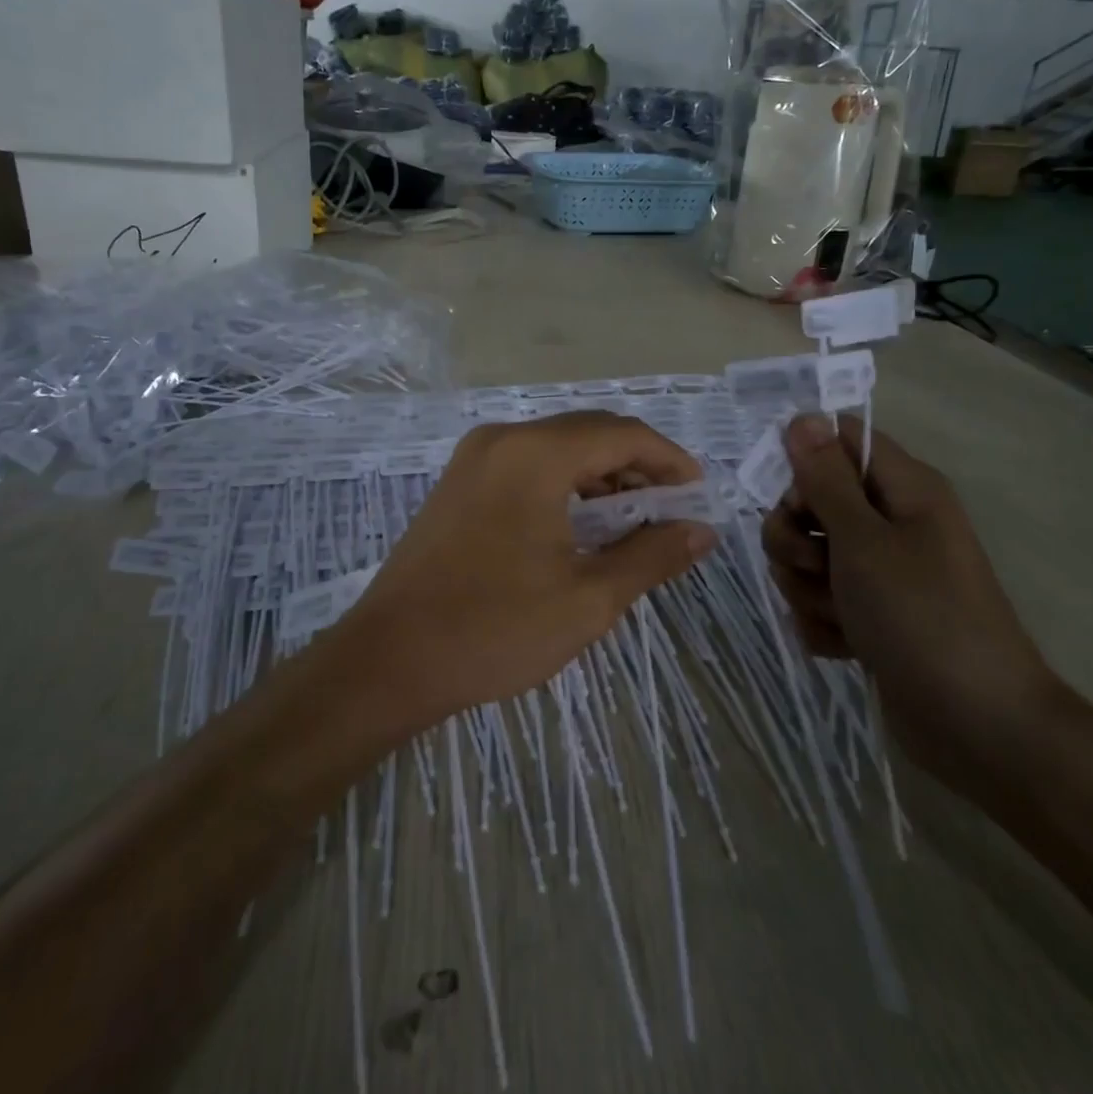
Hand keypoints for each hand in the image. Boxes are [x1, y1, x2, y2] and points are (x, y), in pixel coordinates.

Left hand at [328, 413, 717, 732]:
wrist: (391, 659)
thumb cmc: (495, 629)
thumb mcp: (588, 598)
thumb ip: (652, 556)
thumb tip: (702, 531)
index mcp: (535, 454)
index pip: (622, 434)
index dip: (669, 461)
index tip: (698, 497)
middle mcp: (502, 439)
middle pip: (589, 434)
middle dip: (637, 467)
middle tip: (671, 514)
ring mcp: (474, 459)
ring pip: (557, 449)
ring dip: (601, 477)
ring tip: (633, 524)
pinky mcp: (458, 484)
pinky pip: (527, 466)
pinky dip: (564, 486)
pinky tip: (582, 526)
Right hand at [761, 414, 1063, 793]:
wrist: (975, 724)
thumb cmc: (922, 616)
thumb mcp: (863, 540)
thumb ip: (825, 479)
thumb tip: (803, 417)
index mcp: (903, 489)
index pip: (837, 441)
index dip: (804, 462)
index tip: (791, 498)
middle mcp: (890, 522)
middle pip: (810, 502)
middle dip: (795, 538)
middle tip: (818, 565)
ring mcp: (878, 572)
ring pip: (806, 556)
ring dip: (807, 587)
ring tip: (842, 614)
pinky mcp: (868, 615)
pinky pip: (818, 601)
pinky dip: (822, 622)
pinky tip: (845, 644)